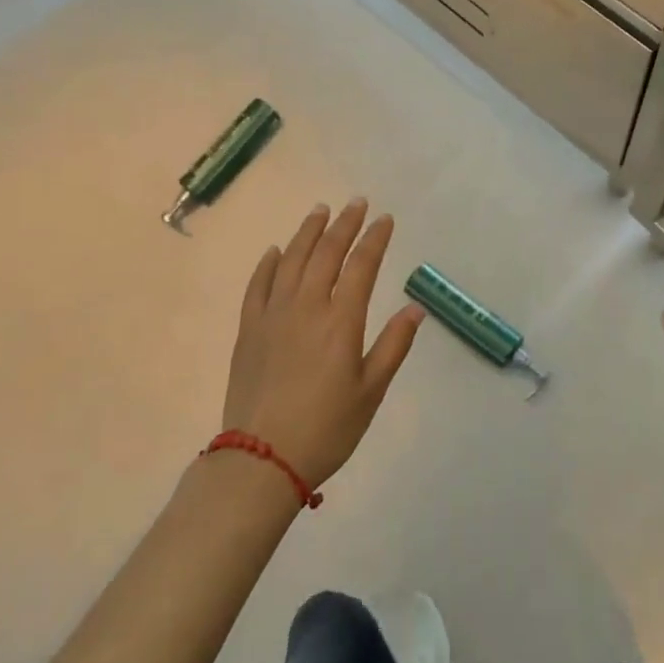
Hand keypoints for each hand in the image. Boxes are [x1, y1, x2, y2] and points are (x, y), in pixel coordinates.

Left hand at [221, 199, 423, 486]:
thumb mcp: (371, 392)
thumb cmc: (326, 429)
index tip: (385, 219)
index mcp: (341, 321)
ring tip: (320, 210)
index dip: (375, 238)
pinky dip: (269, 263)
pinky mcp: (248, 329)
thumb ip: (393, 345)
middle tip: (356, 203)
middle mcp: (307, 306)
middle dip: (345, 224)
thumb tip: (415, 308)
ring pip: (292, 259)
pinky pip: (257, 285)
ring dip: (308, 231)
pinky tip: (276, 251)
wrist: (261, 459)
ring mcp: (273, 315)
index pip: (362, 265)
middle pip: (327, 252)